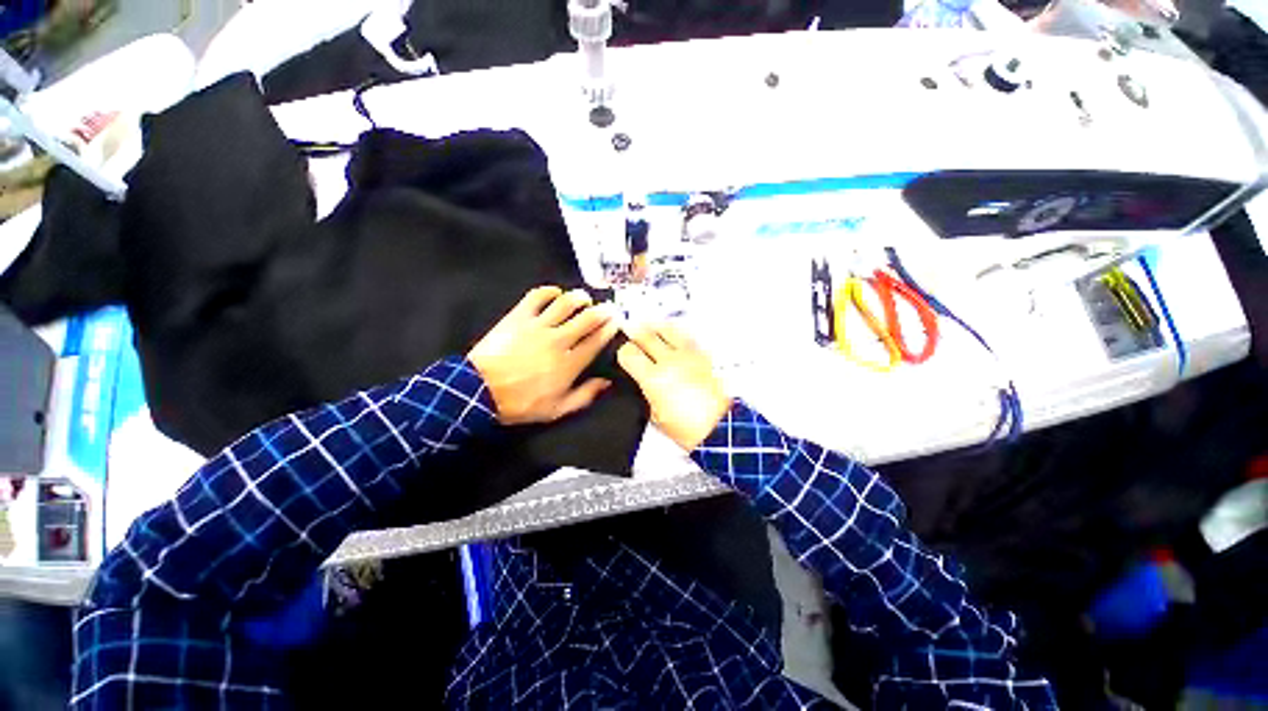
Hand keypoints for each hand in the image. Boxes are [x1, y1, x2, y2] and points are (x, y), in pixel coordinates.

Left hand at [469, 286, 619, 424]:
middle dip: (603, 311)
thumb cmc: (520, 403)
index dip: (609, 329)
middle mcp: (558, 341)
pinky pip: (537, 296)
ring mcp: (537, 326)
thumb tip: (605, 382)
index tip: (617, 322)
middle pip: (587, 319)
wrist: (479, 391)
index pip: (596, 341)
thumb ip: (584, 396)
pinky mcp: (518, 317)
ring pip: (565, 304)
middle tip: (609, 307)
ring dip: (580, 298)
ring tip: (585, 298)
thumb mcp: (556, 410)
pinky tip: (556, 292)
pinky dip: (549, 291)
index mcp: (568, 364)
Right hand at [617, 322, 731, 450]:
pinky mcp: (705, 355)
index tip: (623, 354)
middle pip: (646, 334)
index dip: (622, 352)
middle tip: (630, 331)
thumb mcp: (655, 417)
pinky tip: (673, 336)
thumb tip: (640, 382)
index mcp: (655, 378)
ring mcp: (689, 355)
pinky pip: (686, 336)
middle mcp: (671, 361)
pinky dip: (675, 333)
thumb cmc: (691, 429)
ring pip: (667, 328)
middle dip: (634, 332)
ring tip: (650, 328)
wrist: (721, 427)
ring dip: (655, 327)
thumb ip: (644, 394)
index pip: (629, 352)